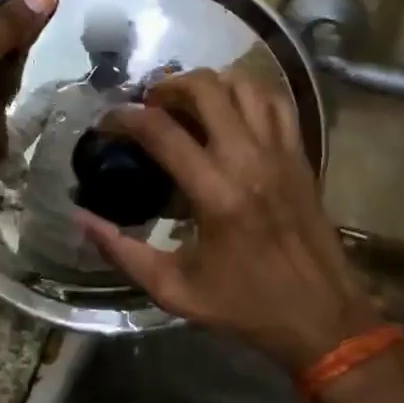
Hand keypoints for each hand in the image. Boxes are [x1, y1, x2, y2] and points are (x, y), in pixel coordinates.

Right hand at [75, 69, 377, 374]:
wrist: (322, 318)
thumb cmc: (245, 307)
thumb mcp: (174, 291)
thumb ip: (122, 253)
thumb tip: (81, 219)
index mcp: (216, 194)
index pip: (162, 131)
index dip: (125, 117)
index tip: (107, 122)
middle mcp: (249, 160)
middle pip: (206, 89)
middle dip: (167, 87)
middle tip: (148, 106)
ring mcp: (280, 152)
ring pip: (244, 84)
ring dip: (208, 84)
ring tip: (186, 102)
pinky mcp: (301, 155)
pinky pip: (276, 102)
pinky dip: (248, 92)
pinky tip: (230, 108)